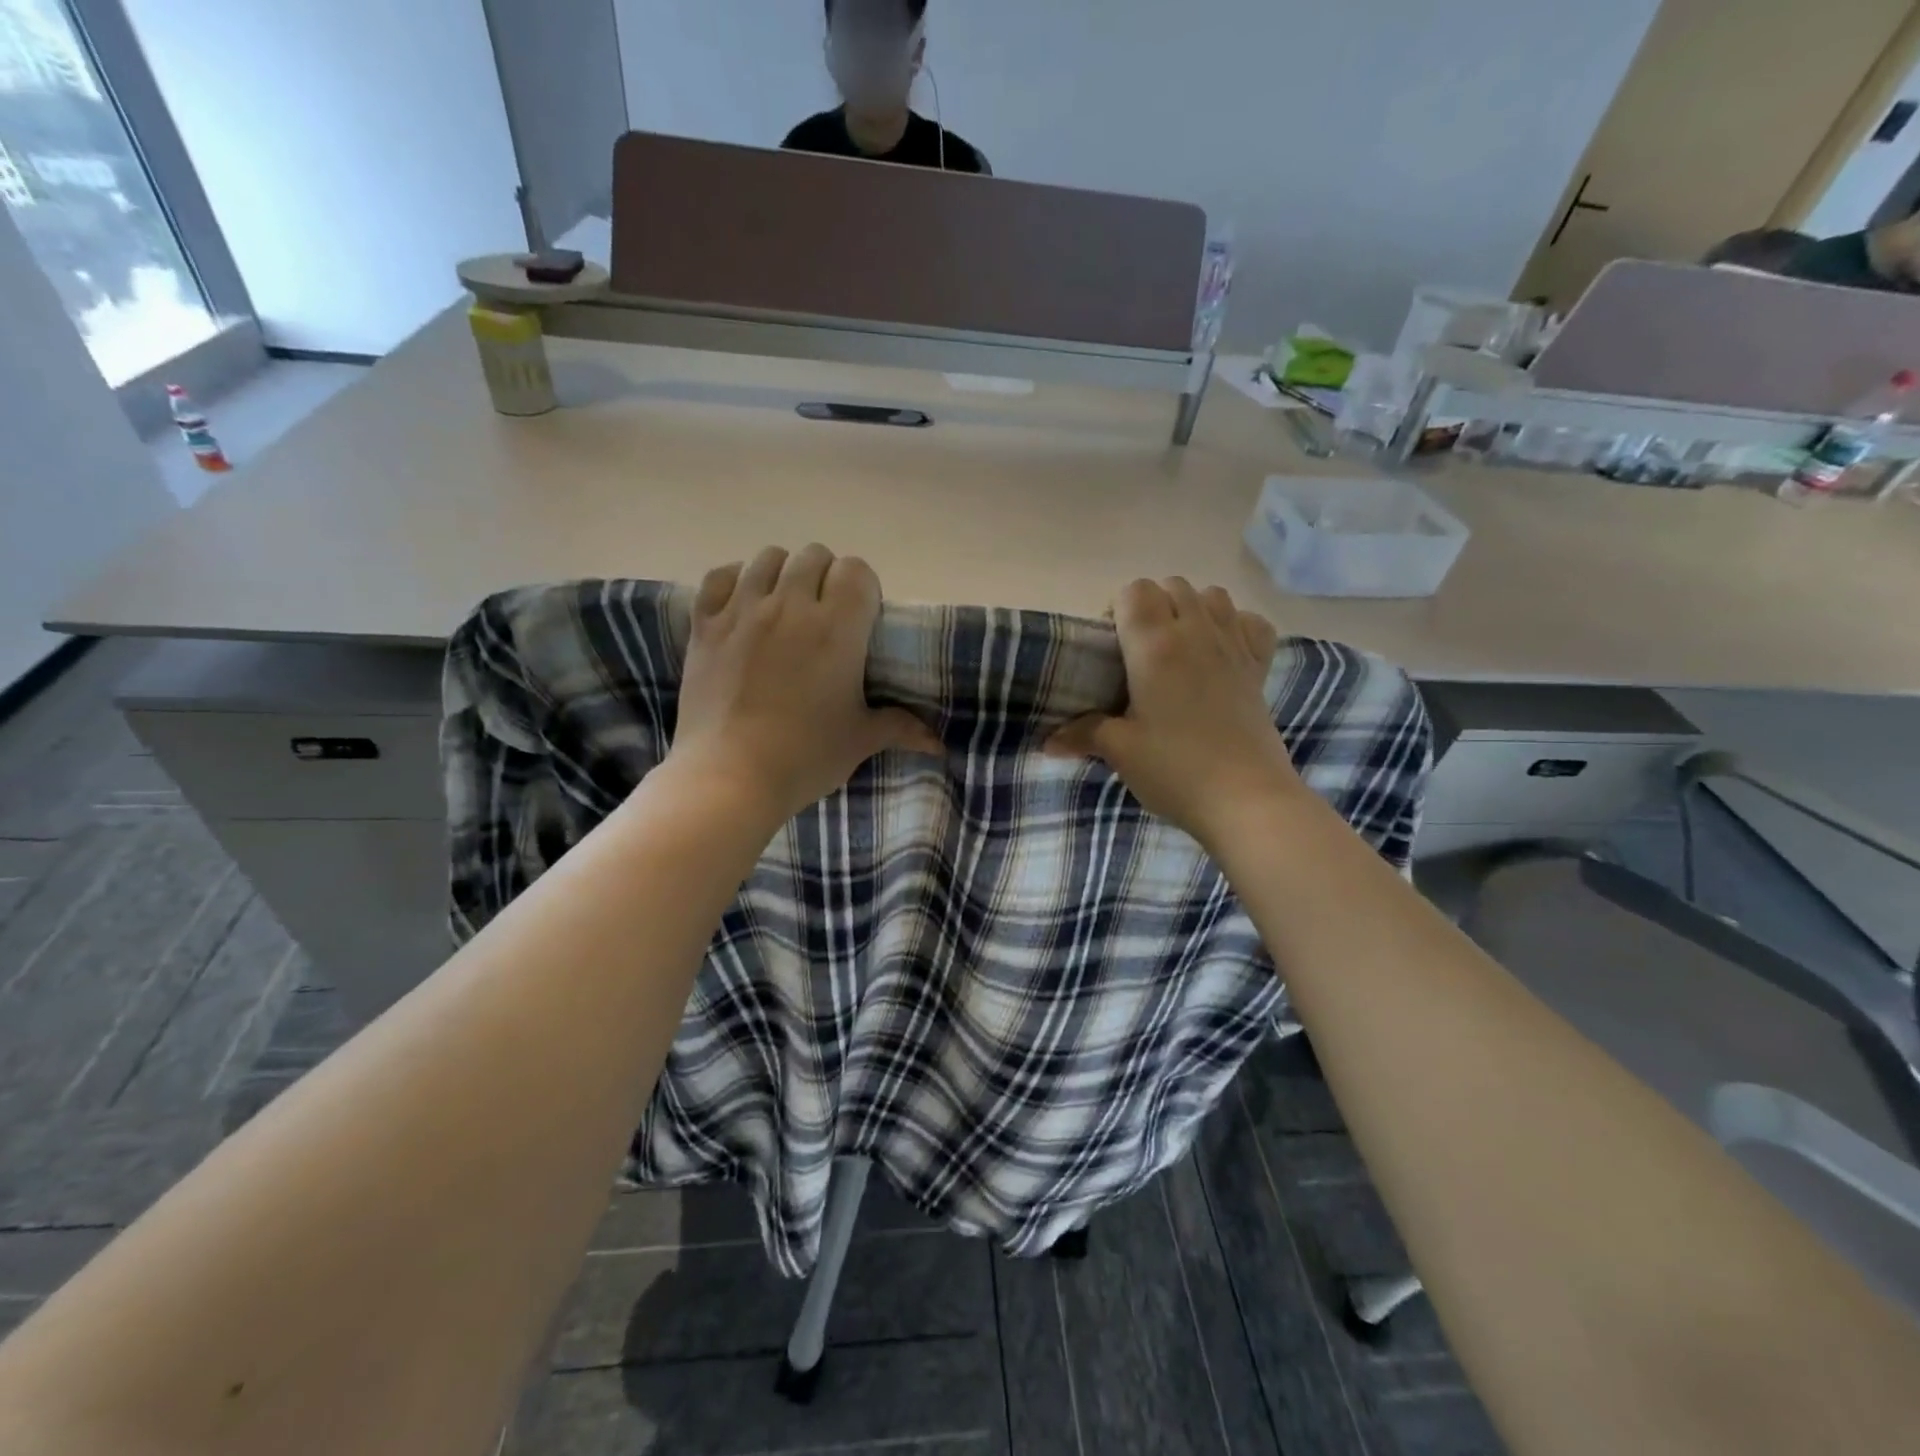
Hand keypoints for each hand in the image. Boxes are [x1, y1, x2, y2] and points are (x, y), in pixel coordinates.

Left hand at [670, 544, 942, 823]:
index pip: (856, 571)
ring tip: (785, 605)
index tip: (861, 619)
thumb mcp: (859, 741)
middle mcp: (790, 605)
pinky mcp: (705, 625)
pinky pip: (719, 576)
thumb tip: (936, 742)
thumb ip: (899, 728)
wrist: (729, 777)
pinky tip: (743, 603)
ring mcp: (742, 611)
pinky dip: (735, 580)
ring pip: (768, 558)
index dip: (862, 588)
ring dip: (783, 573)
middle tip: (825, 614)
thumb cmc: (805, 756)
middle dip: (825, 577)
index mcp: (837, 628)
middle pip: (814, 556)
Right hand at [1045, 579, 1300, 846]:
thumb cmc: (1175, 770)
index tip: (1111, 646)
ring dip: (1191, 609)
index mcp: (1155, 646)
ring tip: (1178, 648)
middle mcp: (1196, 632)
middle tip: (1138, 651)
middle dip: (1151, 606)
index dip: (1117, 609)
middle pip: (1172, 586)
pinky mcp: (1259, 667)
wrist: (1246, 800)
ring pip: (1212, 595)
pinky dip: (1234, 625)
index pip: (1134, 591)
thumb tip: (1049, 742)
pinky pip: (1250, 622)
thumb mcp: (1120, 751)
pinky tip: (1222, 652)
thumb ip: (1084, 734)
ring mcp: (1234, 646)